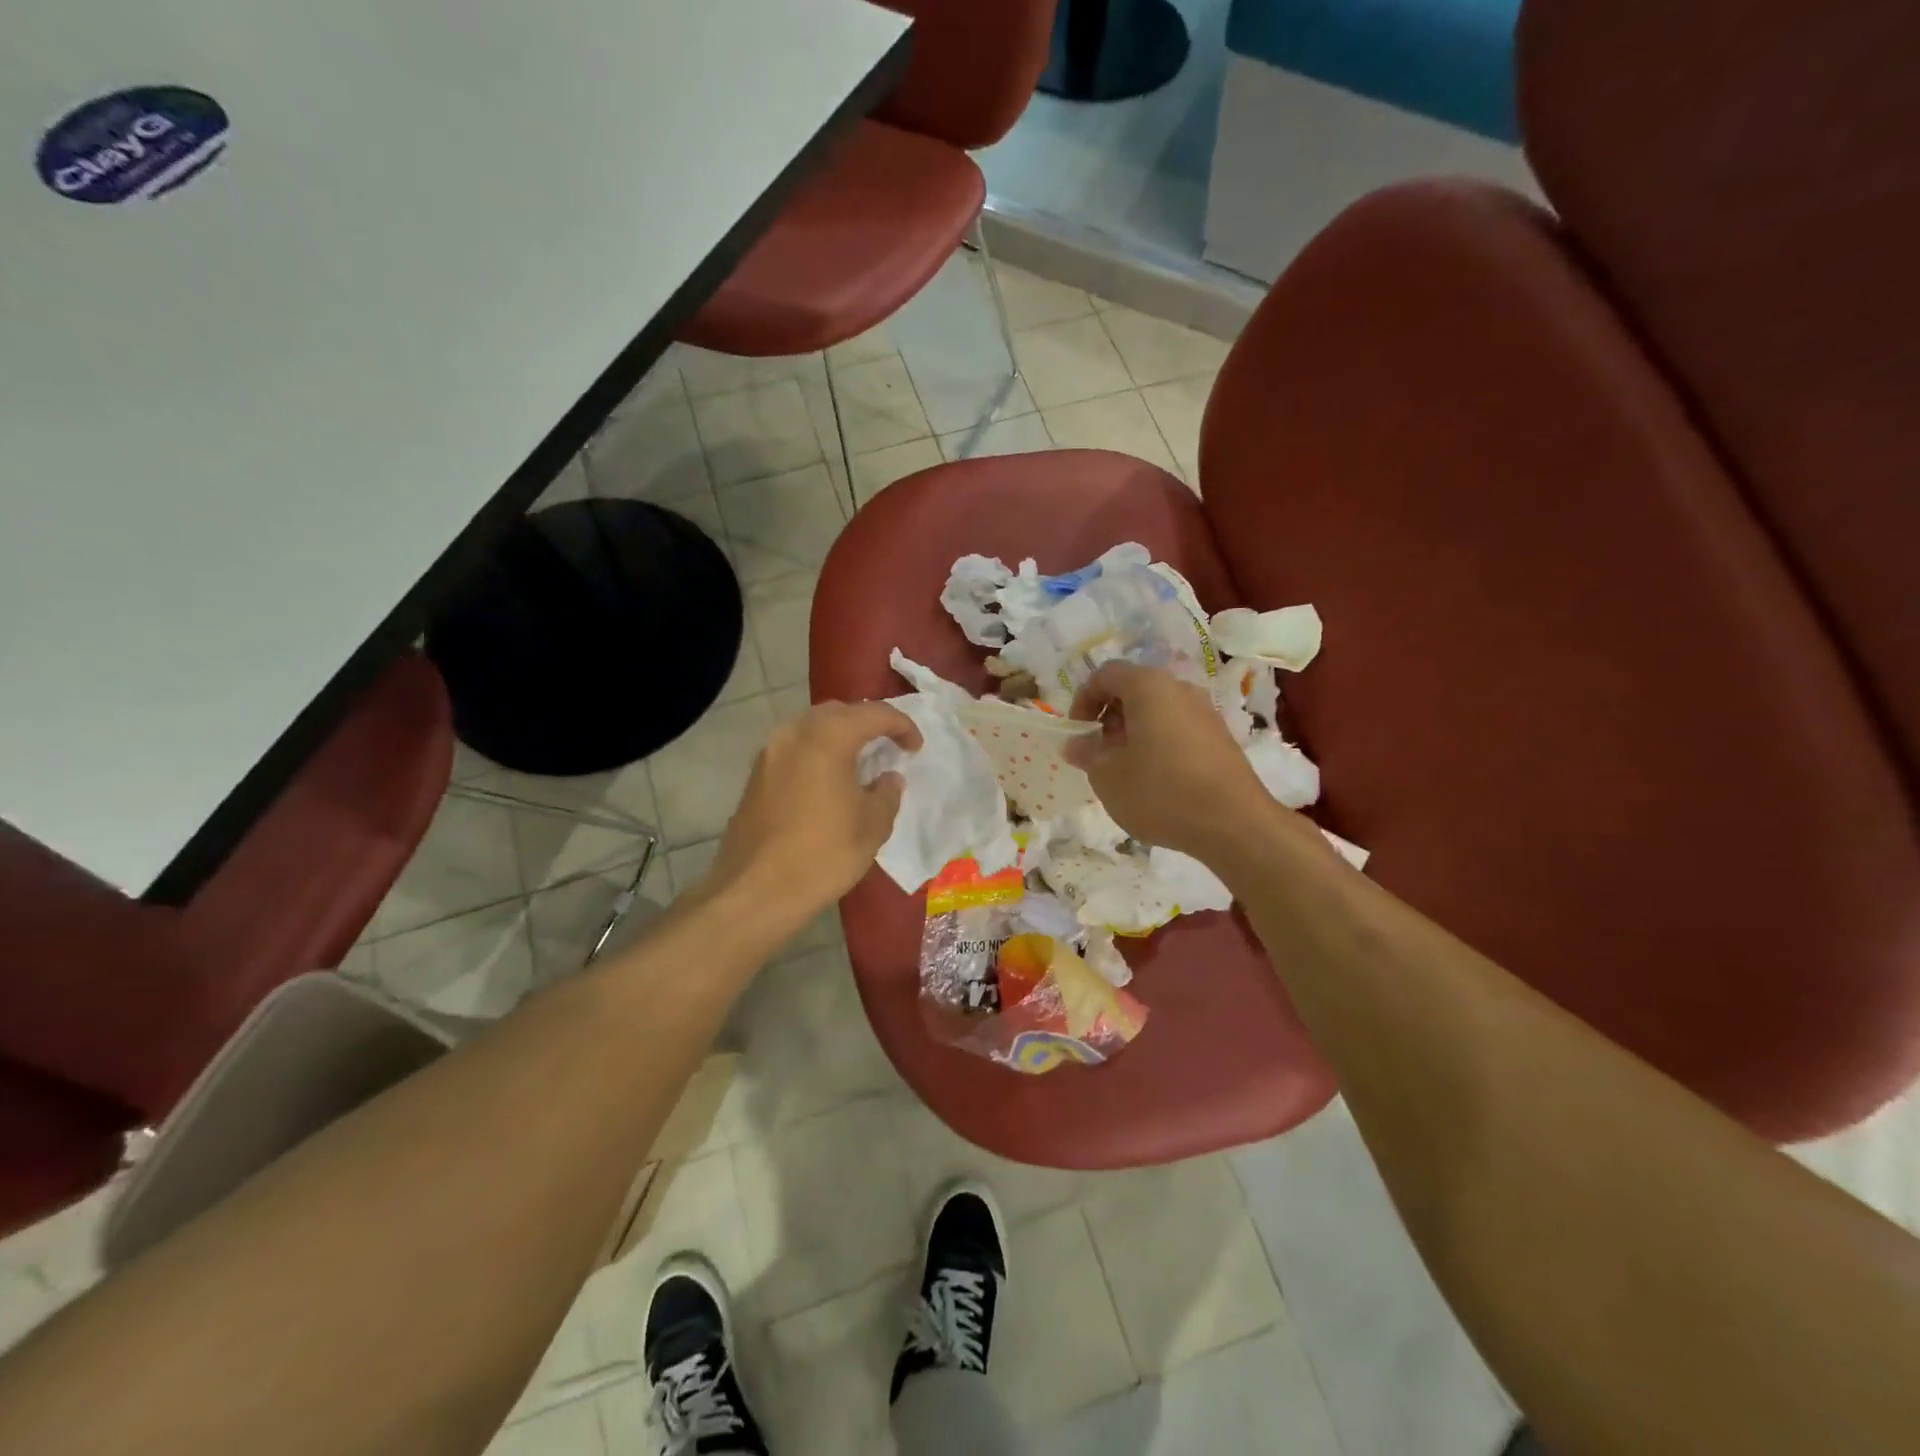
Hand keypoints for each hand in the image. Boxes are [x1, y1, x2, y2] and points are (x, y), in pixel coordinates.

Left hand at [708, 700, 920, 921]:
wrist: (756, 891)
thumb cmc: (824, 854)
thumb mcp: (872, 825)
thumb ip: (887, 793)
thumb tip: (888, 779)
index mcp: (829, 736)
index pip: (875, 714)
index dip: (902, 726)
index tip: (916, 748)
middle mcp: (795, 732)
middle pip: (839, 712)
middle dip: (867, 723)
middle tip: (888, 746)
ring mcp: (770, 752)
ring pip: (812, 727)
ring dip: (839, 736)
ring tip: (859, 762)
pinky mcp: (756, 774)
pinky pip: (795, 748)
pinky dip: (818, 752)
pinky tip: (828, 780)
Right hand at [1065, 662, 1274, 856]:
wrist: (1235, 824)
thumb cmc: (1160, 791)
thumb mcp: (1107, 776)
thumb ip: (1086, 753)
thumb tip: (1076, 743)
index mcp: (1148, 686)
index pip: (1105, 674)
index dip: (1083, 700)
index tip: (1078, 734)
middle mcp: (1180, 689)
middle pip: (1134, 690)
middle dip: (1109, 718)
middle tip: (1099, 753)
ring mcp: (1205, 712)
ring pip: (1157, 711)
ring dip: (1134, 733)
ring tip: (1125, 771)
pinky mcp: (1220, 738)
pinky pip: (1178, 730)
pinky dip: (1159, 745)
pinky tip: (1156, 782)